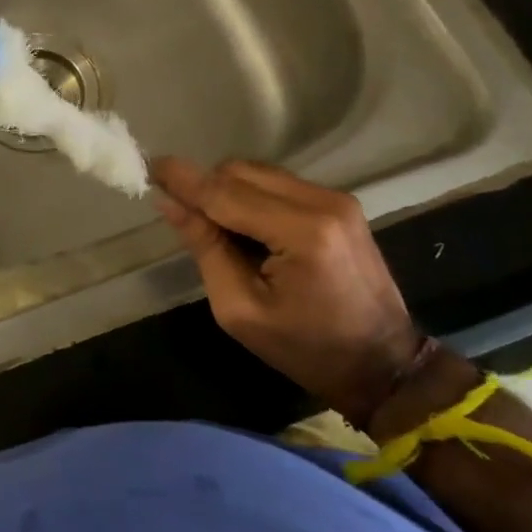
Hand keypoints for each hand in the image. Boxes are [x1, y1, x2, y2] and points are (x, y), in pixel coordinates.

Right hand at [150, 157, 423, 426]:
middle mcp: (322, 202)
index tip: (148, 165)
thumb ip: (204, 247)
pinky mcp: (339, 204)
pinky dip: (250, 196)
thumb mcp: (239, 309)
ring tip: (217, 229)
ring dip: (227, 191)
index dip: (183, 179)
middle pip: (239, 172)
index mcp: (301, 232)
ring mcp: (335, 199)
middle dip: (204, 187)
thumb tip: (168, 202)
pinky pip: (276, 183)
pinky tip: (247, 228)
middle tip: (182, 216)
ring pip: (257, 172)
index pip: (224, 192)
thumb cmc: (306, 349)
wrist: (384, 366)